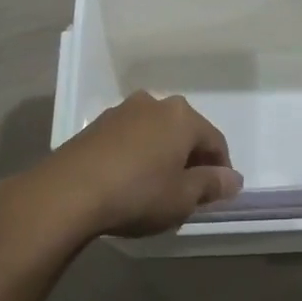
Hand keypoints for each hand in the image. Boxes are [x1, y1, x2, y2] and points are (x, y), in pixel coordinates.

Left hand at [12, 92, 240, 240]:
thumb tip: (233, 178)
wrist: (68, 192)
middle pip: (184, 132)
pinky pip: (131, 137)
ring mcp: (123, 110)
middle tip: (189, 192)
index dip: (221, 169)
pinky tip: (130, 180)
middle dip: (191, 159)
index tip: (218, 195)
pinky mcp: (97, 124)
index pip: (215, 141)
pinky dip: (138, 154)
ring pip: (156, 132)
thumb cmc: (137, 193)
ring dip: (162, 154)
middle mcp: (155, 103)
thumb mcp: (182, 197)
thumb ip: (211, 185)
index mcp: (182, 116)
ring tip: (157, 187)